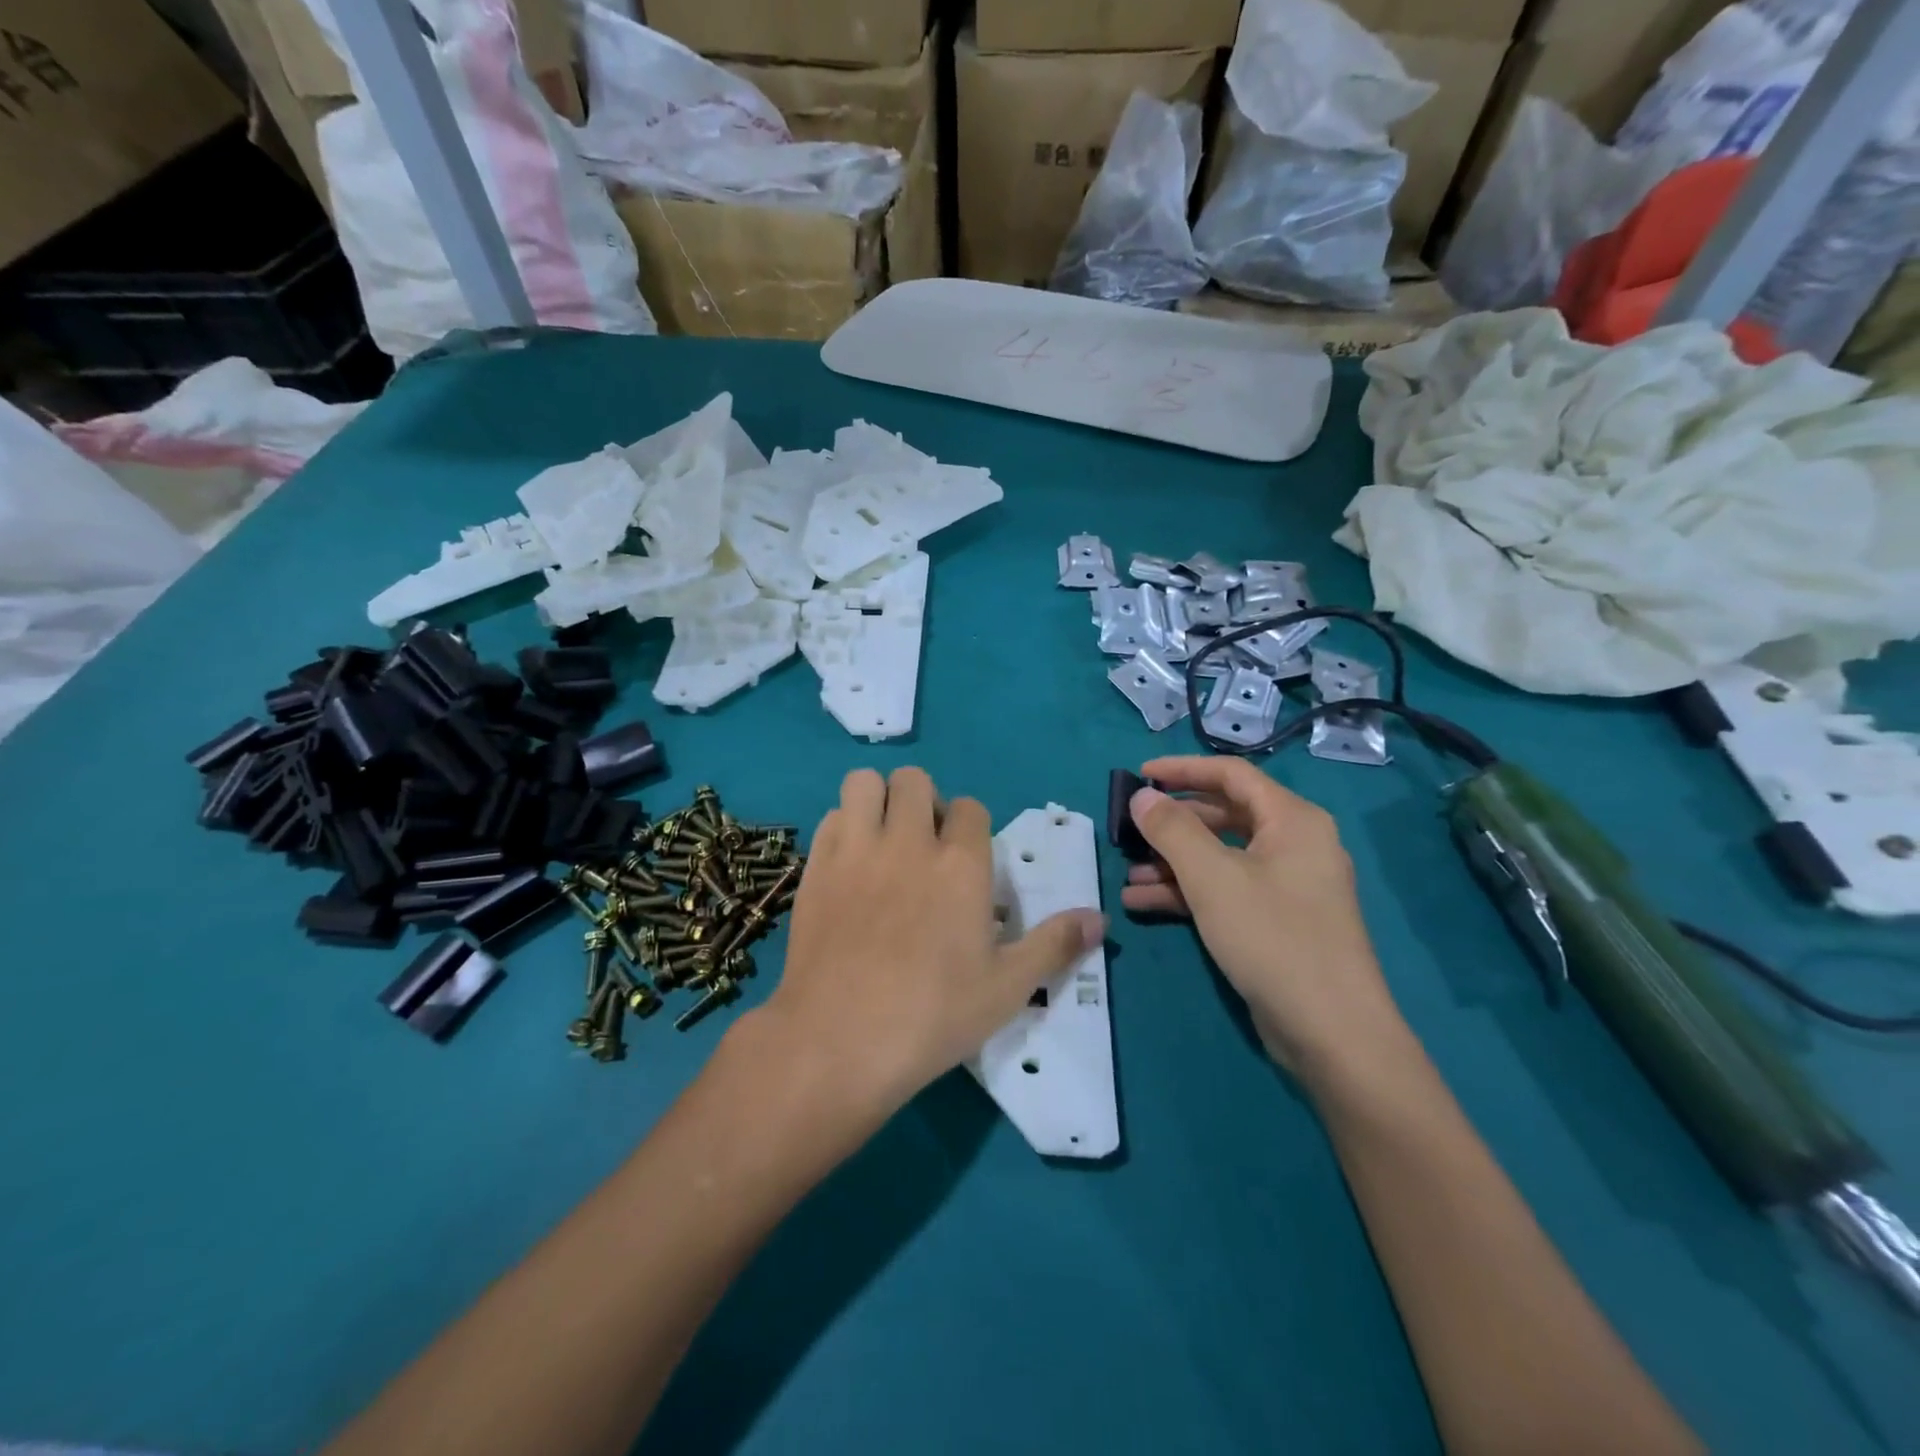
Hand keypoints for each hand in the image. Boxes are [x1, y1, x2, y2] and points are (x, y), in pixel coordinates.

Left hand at [752, 767, 1104, 1120]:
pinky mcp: (816, 867)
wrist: (840, 1040)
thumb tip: (1100, 919)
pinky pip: (830, 817)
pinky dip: (843, 827)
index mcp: (960, 864)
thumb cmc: (933, 1015)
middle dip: (924, 801)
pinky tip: (849, 864)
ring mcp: (856, 850)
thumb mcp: (1007, 987)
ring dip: (878, 800)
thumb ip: (1054, 945)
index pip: (971, 808)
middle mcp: (908, 842)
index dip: (972, 827)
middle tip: (924, 844)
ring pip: (865, 783)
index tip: (967, 861)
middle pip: (915, 780)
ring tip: (883, 839)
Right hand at [1122, 756, 1407, 1083]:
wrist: (1332, 1033)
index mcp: (1292, 820)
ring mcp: (1287, 886)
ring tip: (1128, 876)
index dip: (1182, 770)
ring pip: (1220, 858)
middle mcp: (1294, 844)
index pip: (1231, 775)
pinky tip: (1145, 904)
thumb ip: (1172, 830)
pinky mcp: (1276, 921)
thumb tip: (1142, 797)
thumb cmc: (1273, 937)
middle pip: (1223, 816)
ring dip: (1173, 864)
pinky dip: (1188, 893)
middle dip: (1173, 825)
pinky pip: (1226, 891)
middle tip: (1130, 831)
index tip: (1139, 775)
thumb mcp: (1212, 878)